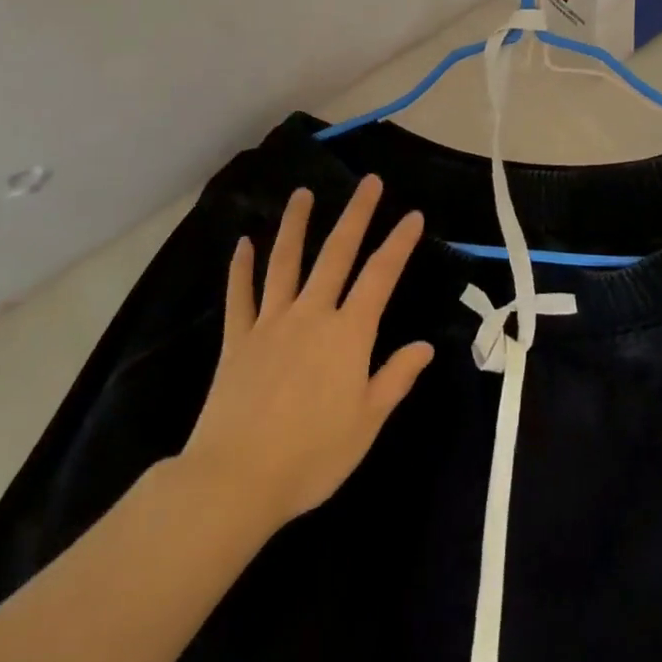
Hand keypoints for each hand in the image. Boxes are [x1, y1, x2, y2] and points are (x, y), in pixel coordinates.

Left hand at [182, 178, 433, 531]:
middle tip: (369, 182)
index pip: (380, 277)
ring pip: (285, 262)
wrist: (236, 479)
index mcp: (348, 334)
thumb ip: (395, 378)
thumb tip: (424, 347)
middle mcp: (311, 315)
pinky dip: (241, 267)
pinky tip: (243, 243)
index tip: (412, 215)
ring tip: (302, 193)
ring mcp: (270, 323)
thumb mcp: (367, 424)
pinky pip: (240, 295)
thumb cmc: (311, 457)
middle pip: (336, 253)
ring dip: (295, 224)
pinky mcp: (238, 339)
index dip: (398, 244)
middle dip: (356, 214)